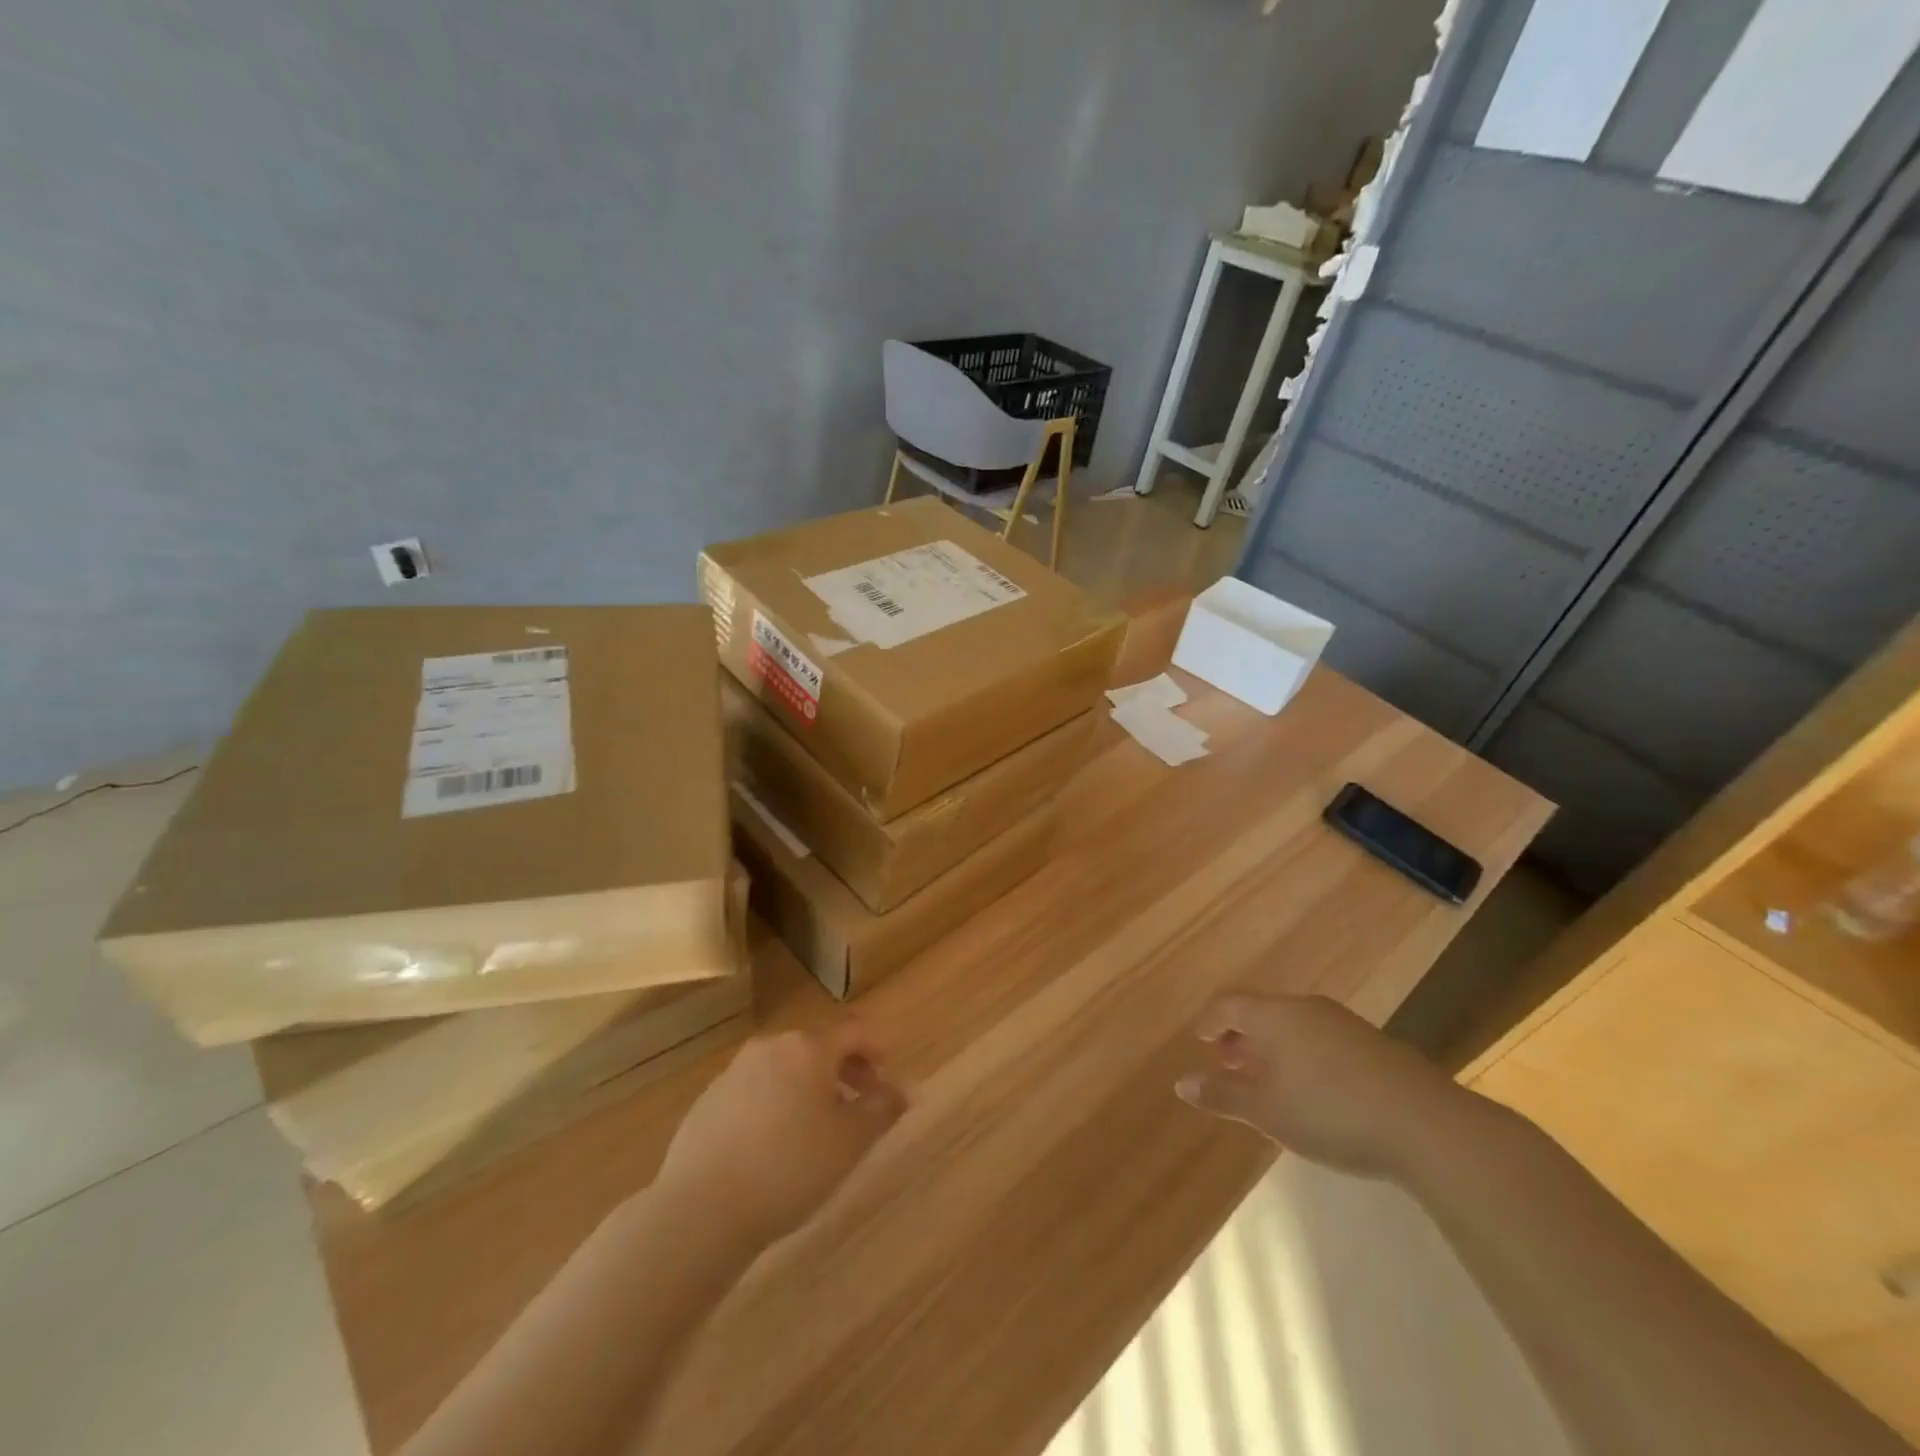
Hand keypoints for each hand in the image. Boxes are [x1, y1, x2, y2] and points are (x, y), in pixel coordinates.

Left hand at [653, 1024, 907, 1249]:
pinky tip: (773, 1147)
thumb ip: (882, 1109)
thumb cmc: (789, 1167)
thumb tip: (902, 1089)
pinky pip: (754, 1091)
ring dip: (808, 1088)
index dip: (875, 1049)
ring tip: (816, 1131)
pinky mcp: (708, 1100)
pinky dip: (774, 1104)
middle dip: (843, 1070)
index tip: (884, 1077)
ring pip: (784, 1069)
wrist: (700, 1208)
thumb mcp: (850, 1142)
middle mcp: (770, 1047)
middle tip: (857, 1106)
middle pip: (817, 1047)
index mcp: (808, 1048)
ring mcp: (734, 1071)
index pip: (852, 1031)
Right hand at [1175, 993, 1469, 1179]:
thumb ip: (1222, 1094)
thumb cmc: (1328, 1112)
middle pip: (1263, 1013)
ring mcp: (1343, 1023)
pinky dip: (1305, 1056)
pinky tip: (1313, 1088)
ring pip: (1295, 1027)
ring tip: (1268, 1078)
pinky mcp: (1374, 1044)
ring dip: (1274, 1047)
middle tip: (1229, 1061)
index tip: (1200, 1038)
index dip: (1211, 1021)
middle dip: (1242, 1037)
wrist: (1424, 1125)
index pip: (1229, 1006)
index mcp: (1273, 1016)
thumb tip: (1181, 1083)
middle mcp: (1305, 1008)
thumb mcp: (1266, 1110)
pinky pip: (1323, 1040)